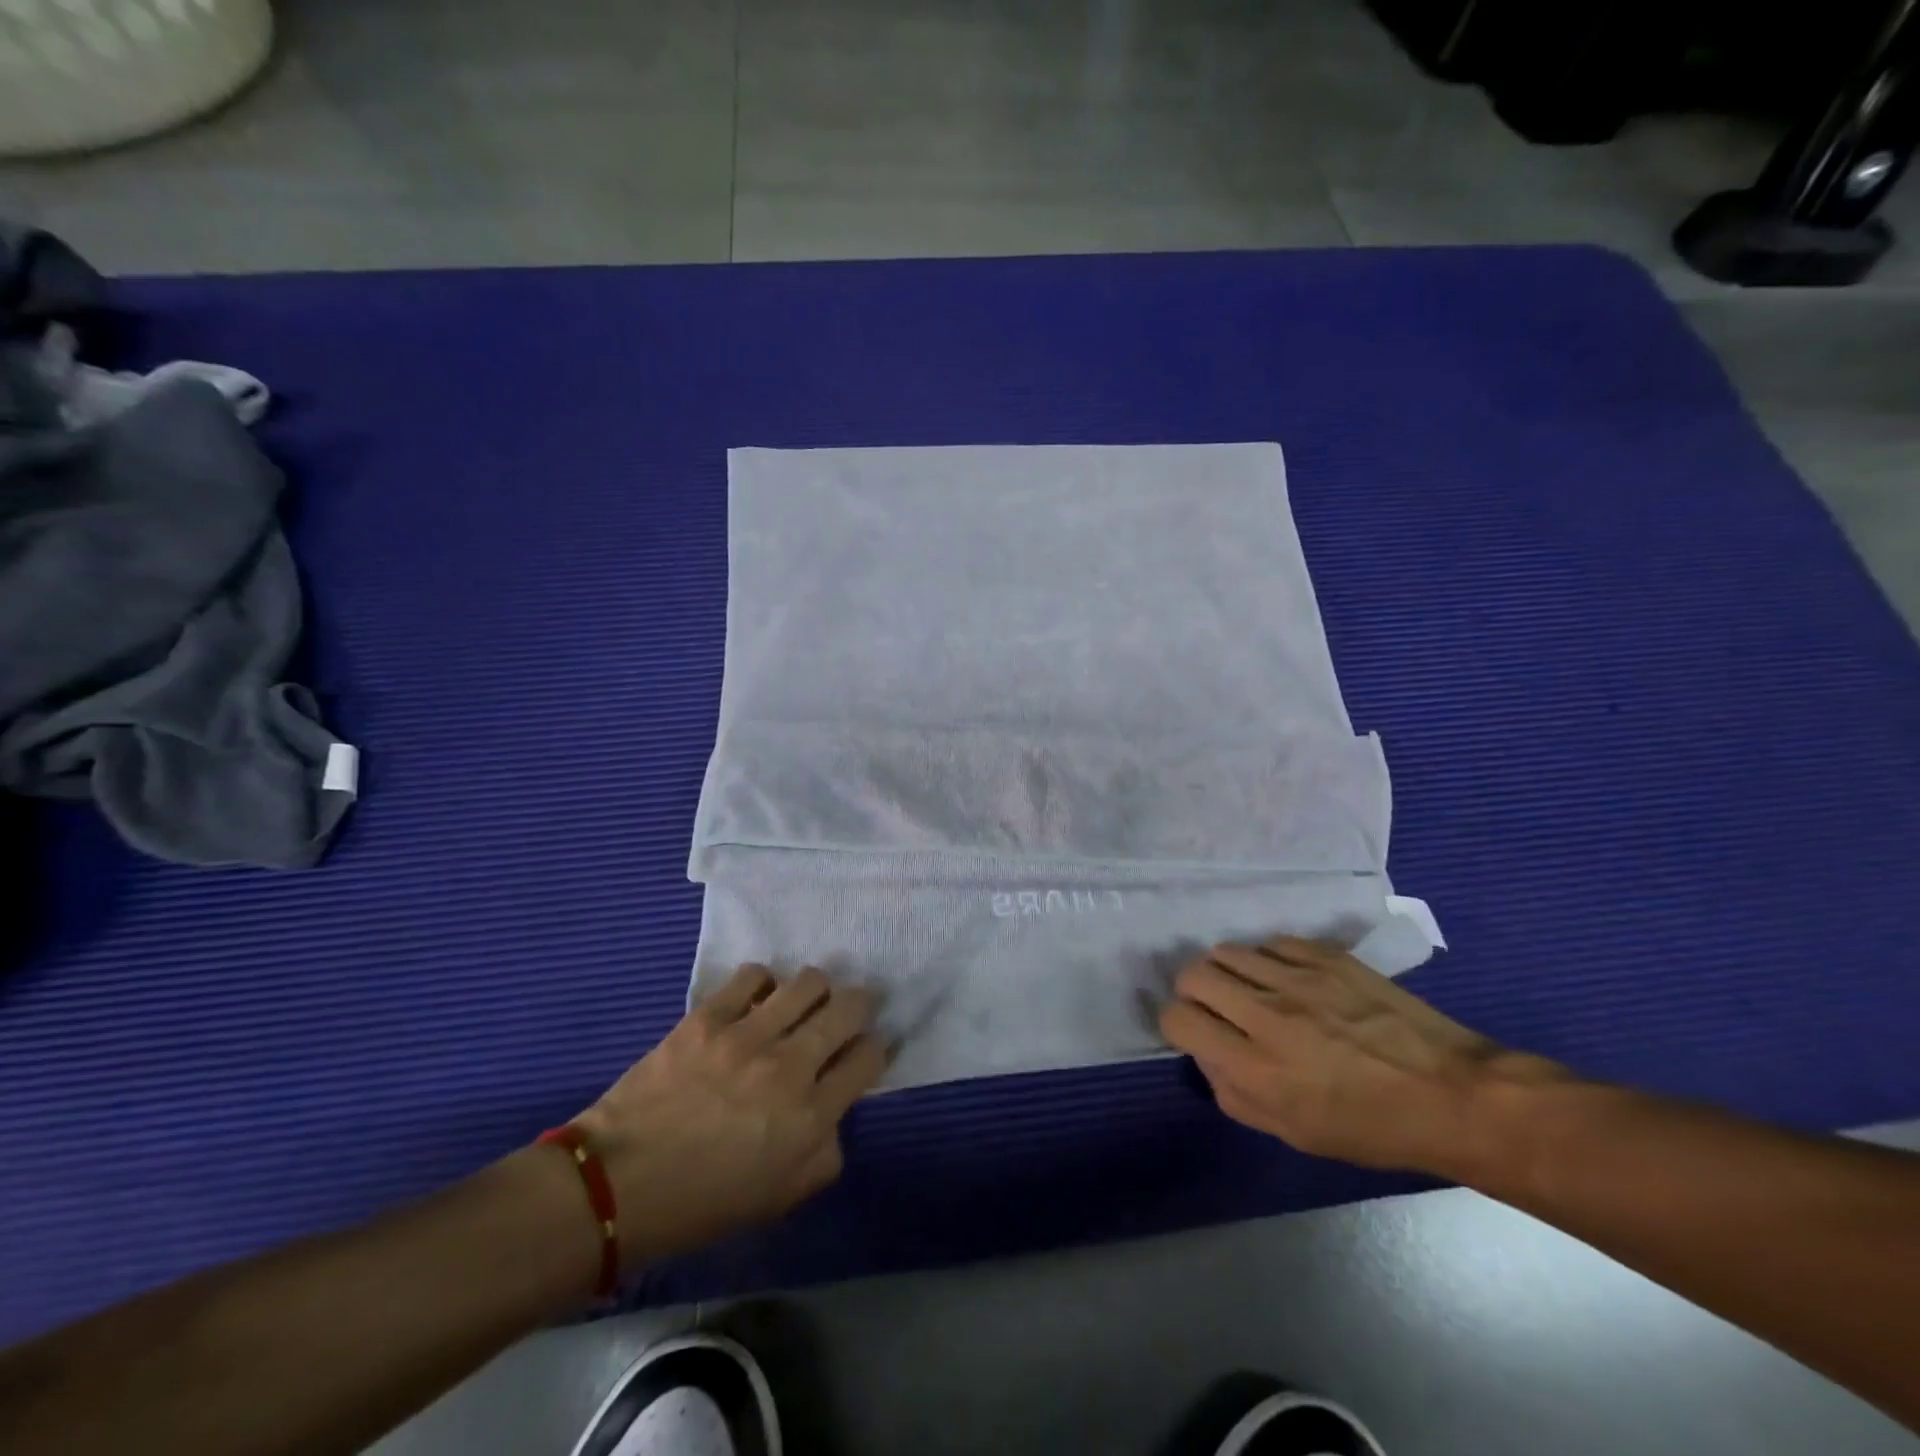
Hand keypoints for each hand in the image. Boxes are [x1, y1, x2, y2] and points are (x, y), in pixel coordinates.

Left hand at [573, 964, 887, 1262]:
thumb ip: (823, 1154)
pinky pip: (754, 975)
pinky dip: (764, 982)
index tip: (866, 1049)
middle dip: (861, 1005)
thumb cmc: (701, 1204)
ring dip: (816, 989)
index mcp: (810, 1118)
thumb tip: (833, 1112)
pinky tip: (756, 1000)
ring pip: (809, 982)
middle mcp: (789, 1067)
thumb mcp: (779, 1199)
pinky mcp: (708, 1017)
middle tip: (850, 1010)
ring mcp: (747, 1036)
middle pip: (849, 1008)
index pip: (869, 1058)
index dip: (876, 1048)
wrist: (617, 1186)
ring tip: (804, 1001)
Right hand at [1159, 937, 1564, 1176]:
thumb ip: (1233, 1094)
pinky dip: (1266, 960)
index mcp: (1256, 1067)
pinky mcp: (1326, 956)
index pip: (1178, 1018)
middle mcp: (1266, 1014)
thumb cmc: (1371, 1128)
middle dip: (1194, 992)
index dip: (1177, 1024)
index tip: (1195, 1033)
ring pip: (1226, 951)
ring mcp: (1297, 978)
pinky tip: (1287, 979)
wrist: (1452, 1095)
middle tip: (1217, 1009)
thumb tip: (1207, 1054)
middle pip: (1193, 975)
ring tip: (1252, 991)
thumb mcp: (1293, 1133)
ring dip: (1228, 972)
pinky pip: (1270, 942)